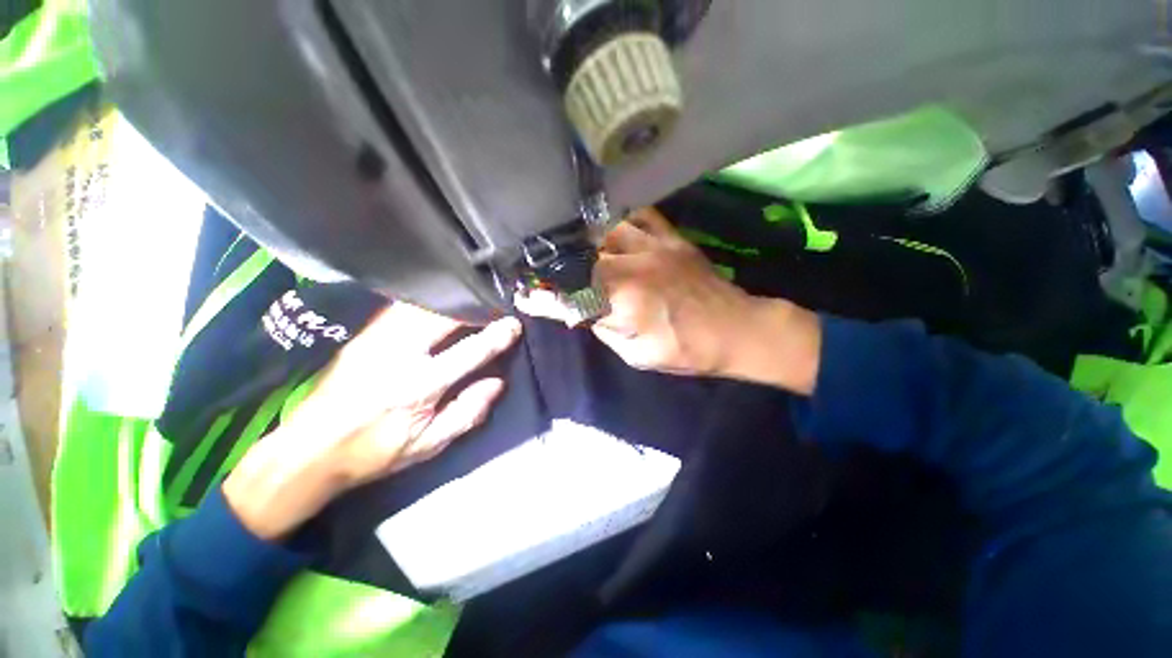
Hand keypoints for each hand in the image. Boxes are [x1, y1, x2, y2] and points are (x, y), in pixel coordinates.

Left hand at [223, 304, 521, 540]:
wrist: (308, 451)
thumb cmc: (374, 453)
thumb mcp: (428, 445)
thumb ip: (468, 413)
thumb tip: (498, 382)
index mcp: (419, 387)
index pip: (470, 351)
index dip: (496, 336)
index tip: (513, 324)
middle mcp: (398, 355)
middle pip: (445, 317)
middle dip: (475, 307)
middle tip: (494, 306)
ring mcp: (376, 339)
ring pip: (422, 306)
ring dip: (452, 301)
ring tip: (472, 301)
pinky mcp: (363, 334)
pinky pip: (401, 307)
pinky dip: (427, 301)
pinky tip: (439, 302)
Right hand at [520, 208, 820, 392]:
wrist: (736, 328)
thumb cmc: (687, 350)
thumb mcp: (638, 354)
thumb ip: (604, 329)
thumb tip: (579, 311)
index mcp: (625, 300)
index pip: (572, 293)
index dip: (545, 297)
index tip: (524, 296)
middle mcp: (634, 266)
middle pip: (581, 257)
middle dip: (555, 264)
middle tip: (537, 266)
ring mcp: (653, 246)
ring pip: (604, 230)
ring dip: (580, 238)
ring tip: (563, 242)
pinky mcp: (670, 237)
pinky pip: (638, 215)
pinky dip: (616, 218)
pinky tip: (603, 222)